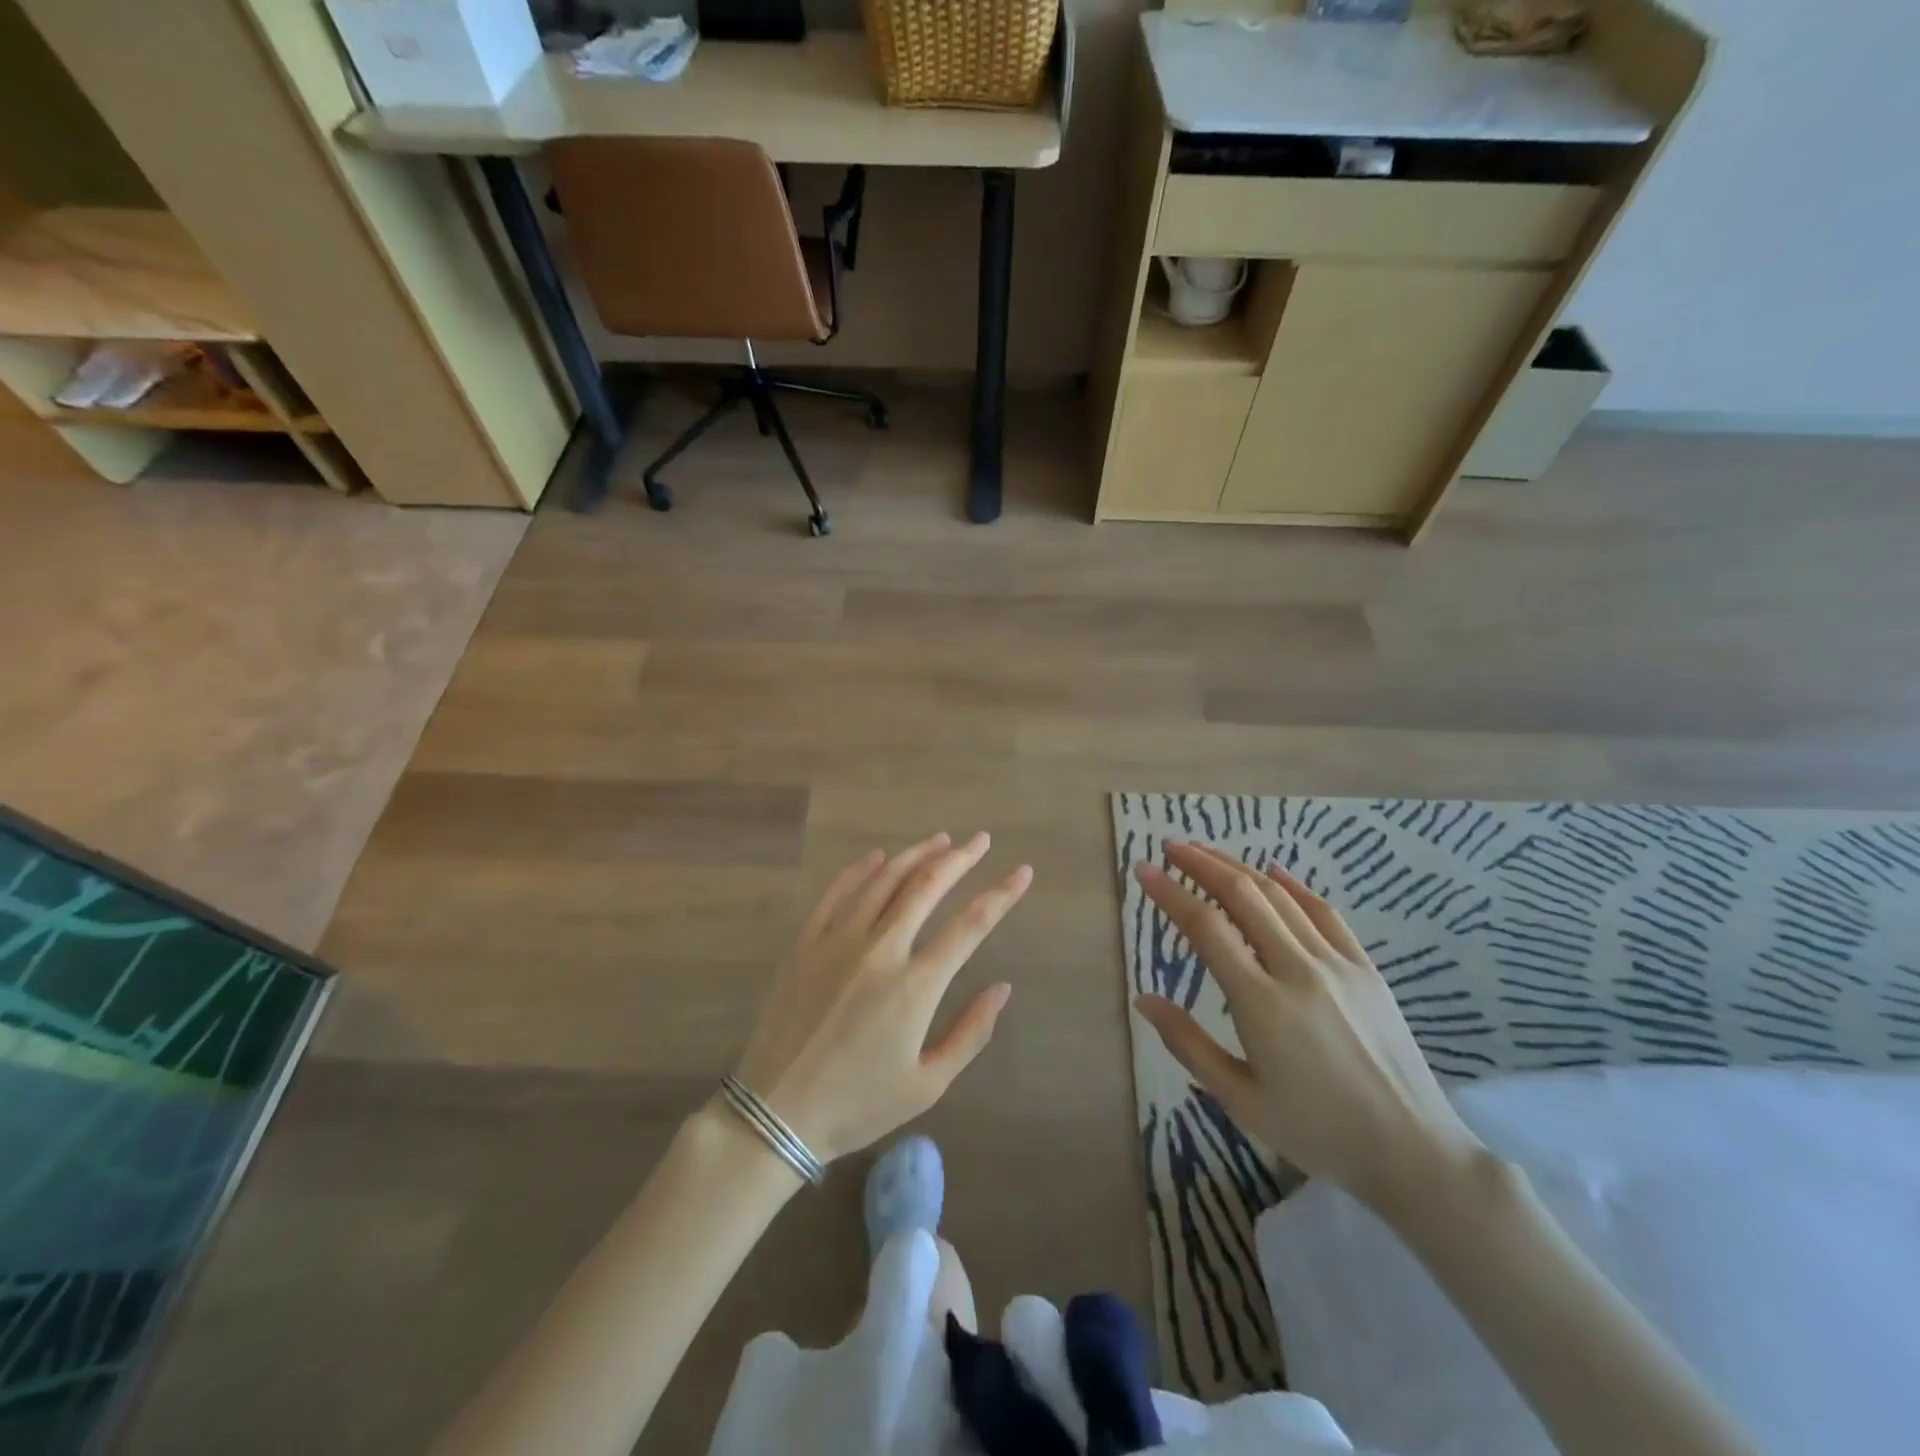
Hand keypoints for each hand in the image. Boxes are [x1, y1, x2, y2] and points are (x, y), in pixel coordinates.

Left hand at [734, 832, 1032, 1163]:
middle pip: (926, 886)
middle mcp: (879, 950)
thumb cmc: (858, 1104)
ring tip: (939, 840)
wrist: (776, 1113)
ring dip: (915, 855)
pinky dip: (860, 869)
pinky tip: (877, 857)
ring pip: (883, 880)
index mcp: (915, 986)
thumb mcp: (928, 1084)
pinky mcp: (805, 942)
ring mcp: (837, 940)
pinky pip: (836, 892)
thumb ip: (971, 1033)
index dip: (1001, 894)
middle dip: (959, 858)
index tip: (1022, 872)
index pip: (970, 925)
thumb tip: (1003, 988)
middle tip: (980, 840)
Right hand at [1134, 843, 1484, 1210]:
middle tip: (1170, 847)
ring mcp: (1337, 964)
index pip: (1206, 928)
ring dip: (1238, 868)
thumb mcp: (1240, 1099)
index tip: (1144, 870)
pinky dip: (1293, 885)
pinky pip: (1325, 912)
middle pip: (1243, 896)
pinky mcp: (1366, 968)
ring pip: (1280, 897)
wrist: (1412, 1153)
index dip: (1170, 893)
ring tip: (1206, 853)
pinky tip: (1273, 870)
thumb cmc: (1317, 1133)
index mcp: (1262, 1004)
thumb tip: (1143, 998)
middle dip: (1201, 864)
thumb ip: (1188, 1044)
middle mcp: (1298, 970)